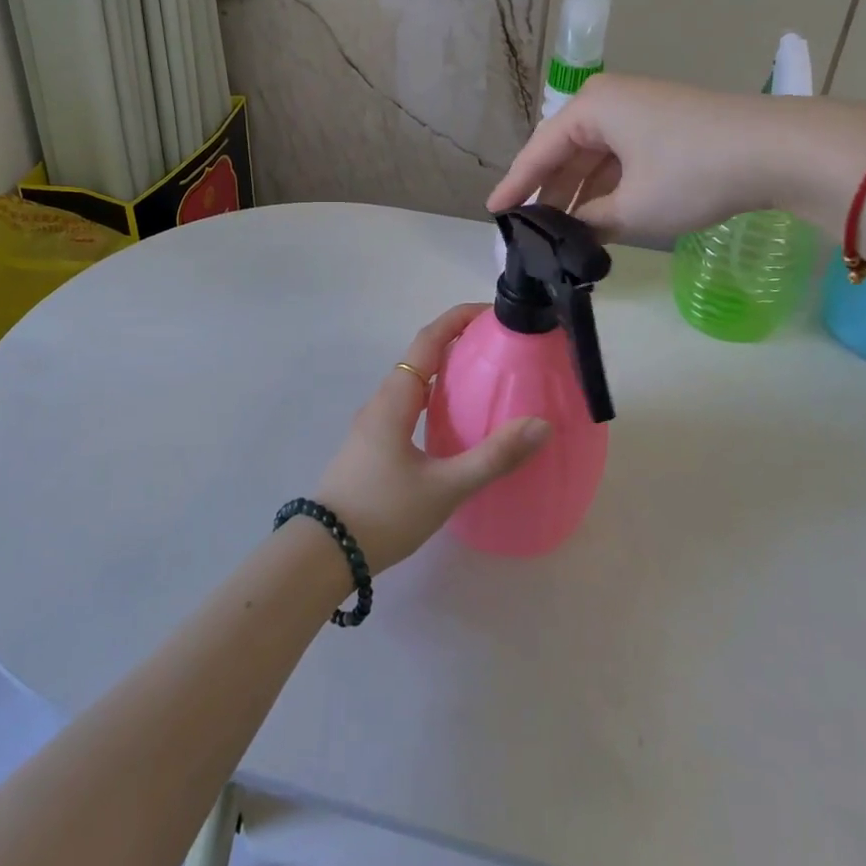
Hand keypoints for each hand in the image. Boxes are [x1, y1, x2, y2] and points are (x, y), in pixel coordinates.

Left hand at [314, 304, 550, 572]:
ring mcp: (373, 423)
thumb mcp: (445, 487)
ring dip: (445, 370)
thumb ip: (493, 457)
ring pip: (413, 382)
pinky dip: (434, 397)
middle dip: (458, 341)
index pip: (429, 339)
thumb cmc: (384, 513)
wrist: (326, 553)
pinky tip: (454, 422)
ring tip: (484, 378)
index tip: (492, 312)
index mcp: (395, 398)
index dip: (458, 318)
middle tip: (499, 346)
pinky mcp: (373, 445)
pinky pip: (408, 404)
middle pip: (421, 355)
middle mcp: (382, 401)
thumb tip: (540, 424)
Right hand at [485, 74, 785, 240]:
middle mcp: (610, 99)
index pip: (540, 151)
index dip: (516, 186)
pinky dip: (609, 185)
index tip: (493, 213)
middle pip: (566, 150)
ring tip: (563, 230)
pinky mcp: (664, 122)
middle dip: (550, 191)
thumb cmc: (693, 173)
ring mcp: (639, 108)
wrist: (778, 150)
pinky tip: (602, 214)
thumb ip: (591, 220)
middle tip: (530, 229)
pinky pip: (620, 155)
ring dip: (581, 192)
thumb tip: (573, 231)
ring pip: (595, 155)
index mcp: (591, 107)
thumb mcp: (633, 207)